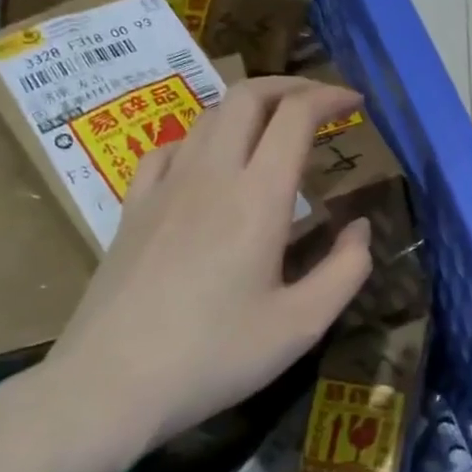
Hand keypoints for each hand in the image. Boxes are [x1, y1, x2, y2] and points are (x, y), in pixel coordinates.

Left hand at [38, 77, 372, 471]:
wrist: (111, 384)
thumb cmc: (215, 357)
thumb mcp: (302, 325)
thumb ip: (346, 270)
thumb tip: (360, 228)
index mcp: (258, 198)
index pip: (295, 116)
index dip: (329, 97)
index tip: (354, 102)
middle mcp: (210, 176)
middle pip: (247, 97)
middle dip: (289, 87)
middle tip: (318, 104)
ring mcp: (163, 188)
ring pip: (207, 117)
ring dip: (247, 109)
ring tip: (272, 132)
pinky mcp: (132, 209)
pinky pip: (167, 149)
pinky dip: (200, 139)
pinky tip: (207, 165)